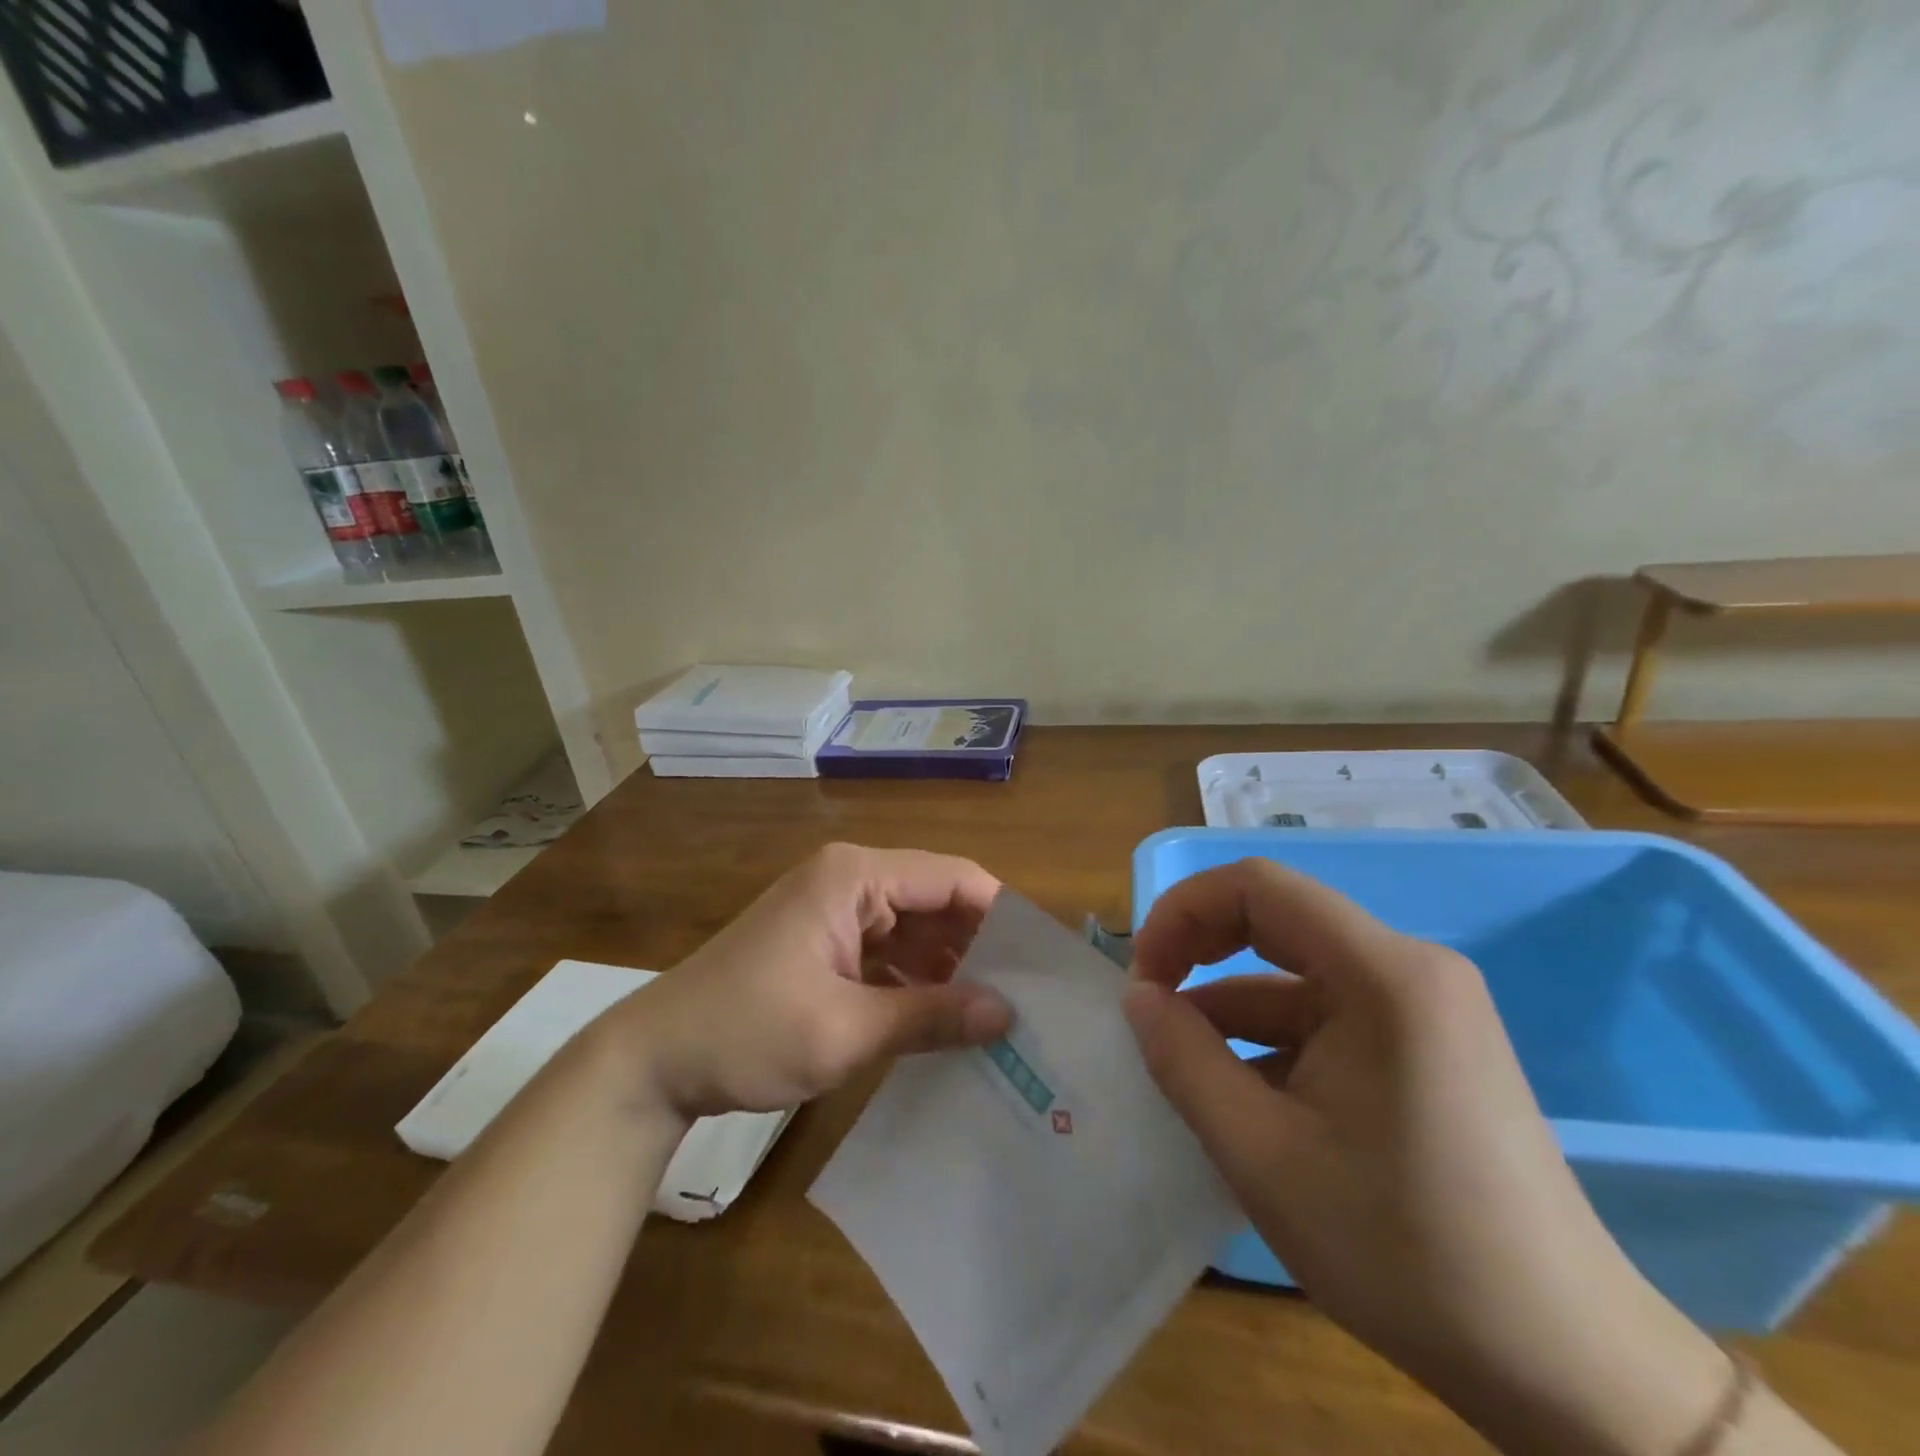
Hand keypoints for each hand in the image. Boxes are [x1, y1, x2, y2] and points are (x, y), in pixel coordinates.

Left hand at [593, 843, 1014, 1120]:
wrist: (654, 1061)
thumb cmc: (747, 1032)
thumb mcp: (846, 1031)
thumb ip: (931, 1016)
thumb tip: (1008, 1014)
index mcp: (855, 877)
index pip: (951, 878)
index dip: (1000, 914)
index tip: (1041, 962)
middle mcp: (849, 880)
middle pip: (935, 901)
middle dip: (978, 946)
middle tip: (1027, 998)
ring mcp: (835, 912)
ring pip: (915, 929)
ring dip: (949, 968)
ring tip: (998, 1015)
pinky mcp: (825, 943)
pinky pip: (888, 952)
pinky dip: (915, 981)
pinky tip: (945, 1021)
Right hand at [1123, 858, 1733, 1455]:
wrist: (1569, 1371)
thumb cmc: (1405, 1252)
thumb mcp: (1262, 1154)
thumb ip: (1183, 1059)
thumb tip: (1138, 995)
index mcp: (1382, 974)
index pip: (1258, 887)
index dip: (1184, 912)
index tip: (1142, 977)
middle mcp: (1410, 970)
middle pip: (1277, 921)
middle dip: (1199, 954)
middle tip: (1149, 1011)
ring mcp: (1424, 1010)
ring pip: (1295, 978)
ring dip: (1230, 1011)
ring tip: (1183, 1072)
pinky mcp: (1425, 1049)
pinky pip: (1326, 1018)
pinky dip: (1271, 1042)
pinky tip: (1243, 1100)